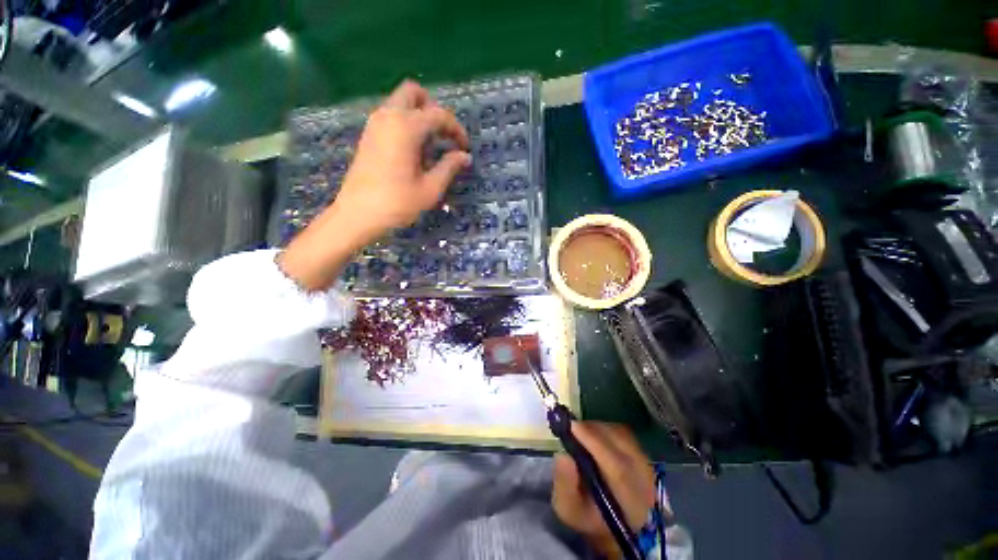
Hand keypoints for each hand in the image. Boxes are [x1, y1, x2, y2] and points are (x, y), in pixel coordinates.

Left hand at [336, 80, 470, 235]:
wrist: (358, 214)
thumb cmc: (398, 203)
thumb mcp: (430, 188)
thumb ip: (449, 167)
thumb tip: (465, 156)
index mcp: (406, 127)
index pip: (438, 114)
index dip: (456, 129)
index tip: (464, 147)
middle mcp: (388, 117)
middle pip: (413, 92)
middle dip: (433, 108)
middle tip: (443, 135)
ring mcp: (375, 124)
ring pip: (400, 103)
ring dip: (419, 115)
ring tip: (431, 145)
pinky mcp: (368, 135)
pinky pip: (391, 116)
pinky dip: (406, 123)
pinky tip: (413, 150)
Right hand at [552, 422, 657, 558]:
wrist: (608, 521)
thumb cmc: (586, 516)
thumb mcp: (567, 509)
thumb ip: (565, 485)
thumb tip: (562, 455)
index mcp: (630, 505)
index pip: (617, 468)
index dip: (594, 443)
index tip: (572, 426)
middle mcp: (646, 483)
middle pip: (622, 446)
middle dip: (594, 432)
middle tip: (571, 427)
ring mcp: (647, 466)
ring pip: (623, 436)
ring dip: (598, 429)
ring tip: (580, 432)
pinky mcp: (643, 454)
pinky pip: (624, 433)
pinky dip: (605, 429)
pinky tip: (592, 434)